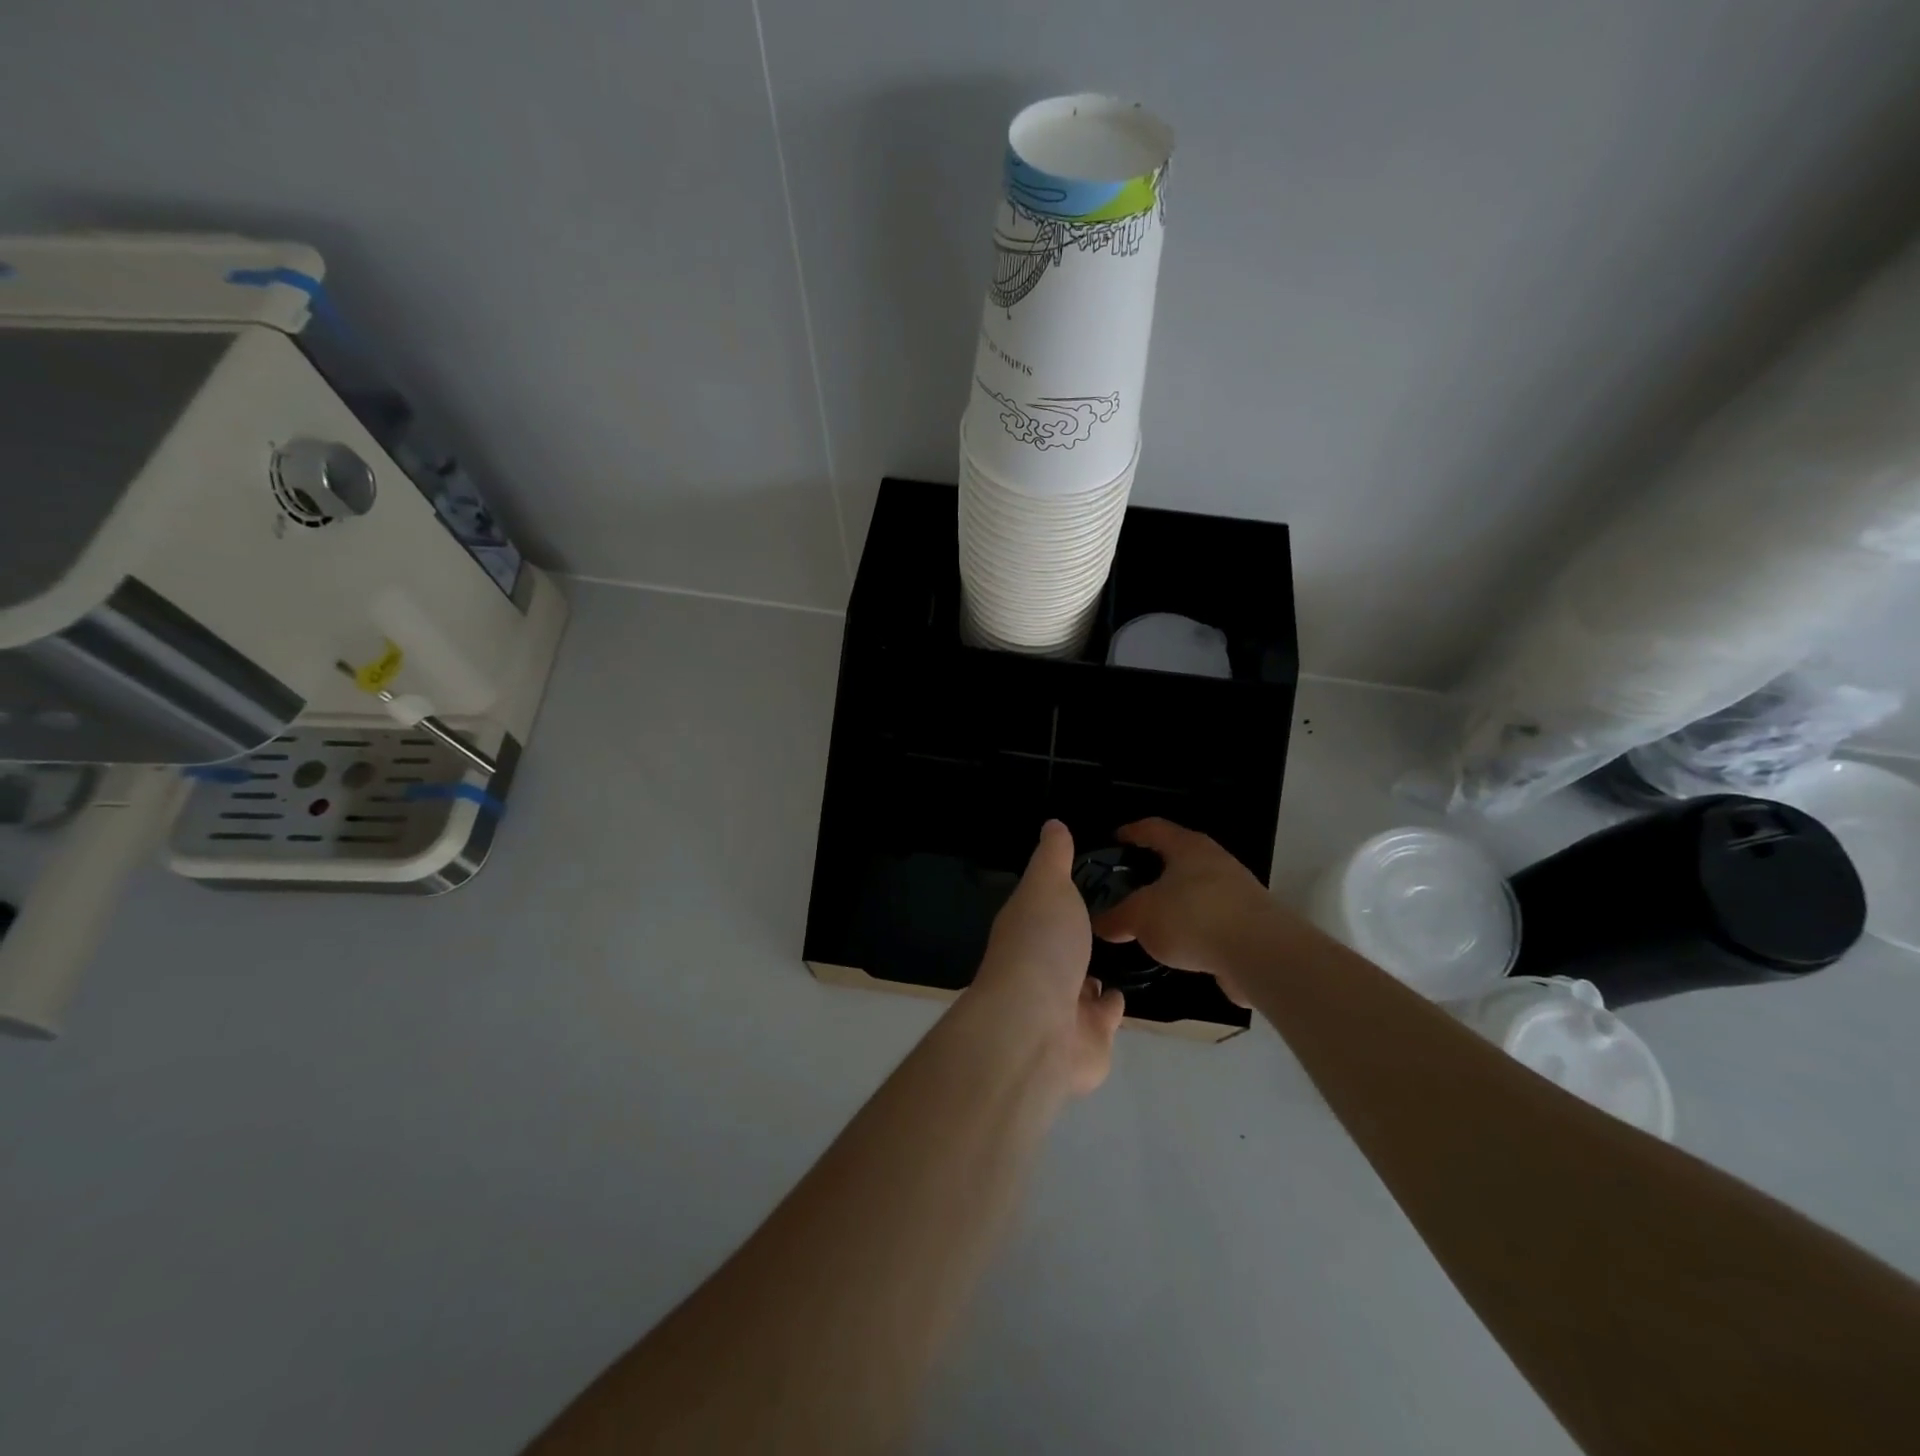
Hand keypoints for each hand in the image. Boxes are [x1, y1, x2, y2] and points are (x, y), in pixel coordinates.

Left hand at [971, 820, 1125, 1095]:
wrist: (1038, 1029)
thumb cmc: (1041, 947)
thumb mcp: (1047, 887)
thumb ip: (1052, 858)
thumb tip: (1053, 824)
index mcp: (1026, 928)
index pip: (1044, 905)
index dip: (1061, 892)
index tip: (1088, 875)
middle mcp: (1040, 967)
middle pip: (1063, 946)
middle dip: (1080, 935)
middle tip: (1115, 914)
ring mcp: (1062, 1006)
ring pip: (1082, 982)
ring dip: (1095, 971)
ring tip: (1124, 950)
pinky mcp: (1089, 1038)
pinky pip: (1104, 1015)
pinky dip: (1112, 1004)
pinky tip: (1126, 990)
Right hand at [1091, 819, 1276, 1005]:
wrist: (1261, 954)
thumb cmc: (1193, 918)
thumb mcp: (1141, 917)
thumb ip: (1117, 918)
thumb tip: (1098, 923)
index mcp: (1187, 847)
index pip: (1153, 828)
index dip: (1131, 832)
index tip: (1113, 840)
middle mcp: (1214, 860)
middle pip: (1177, 857)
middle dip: (1152, 869)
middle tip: (1126, 884)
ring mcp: (1237, 890)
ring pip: (1195, 887)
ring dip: (1174, 899)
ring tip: (1151, 918)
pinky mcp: (1250, 920)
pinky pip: (1211, 916)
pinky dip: (1193, 924)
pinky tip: (1179, 944)